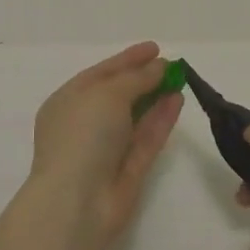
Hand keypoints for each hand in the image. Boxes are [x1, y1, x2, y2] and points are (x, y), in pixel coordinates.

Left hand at [29, 42, 183, 242]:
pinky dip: (161, 119)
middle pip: (119, 95)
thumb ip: (136, 78)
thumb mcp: (107, 95)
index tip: (155, 47)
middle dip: (144, 78)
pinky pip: (147, 137)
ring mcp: (107, 148)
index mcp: (68, 102)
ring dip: (157, 97)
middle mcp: (86, 123)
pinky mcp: (128, 169)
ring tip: (181, 79)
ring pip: (136, 117)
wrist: (78, 202)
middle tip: (172, 64)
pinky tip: (178, 100)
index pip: (101, 73)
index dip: (128, 59)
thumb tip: (158, 67)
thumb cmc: (83, 136)